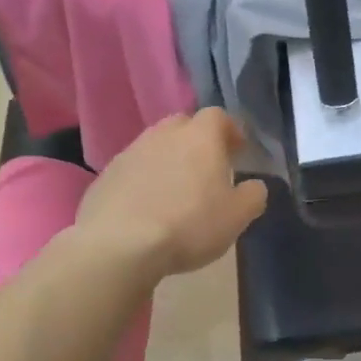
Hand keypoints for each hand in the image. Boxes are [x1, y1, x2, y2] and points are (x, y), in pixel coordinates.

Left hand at [77, 110, 267, 280]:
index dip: (230, 130)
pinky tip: (148, 206)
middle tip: (207, 167)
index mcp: (200, 137)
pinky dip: (144, 180)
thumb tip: (254, 186)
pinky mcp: (106, 176)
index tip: (238, 150)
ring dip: (169, 160)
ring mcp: (130, 153)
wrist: (119, 244)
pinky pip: (133, 170)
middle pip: (184, 125)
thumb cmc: (189, 225)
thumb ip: (253, 196)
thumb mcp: (237, 216)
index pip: (218, 116)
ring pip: (156, 146)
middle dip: (198, 141)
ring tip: (176, 190)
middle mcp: (164, 135)